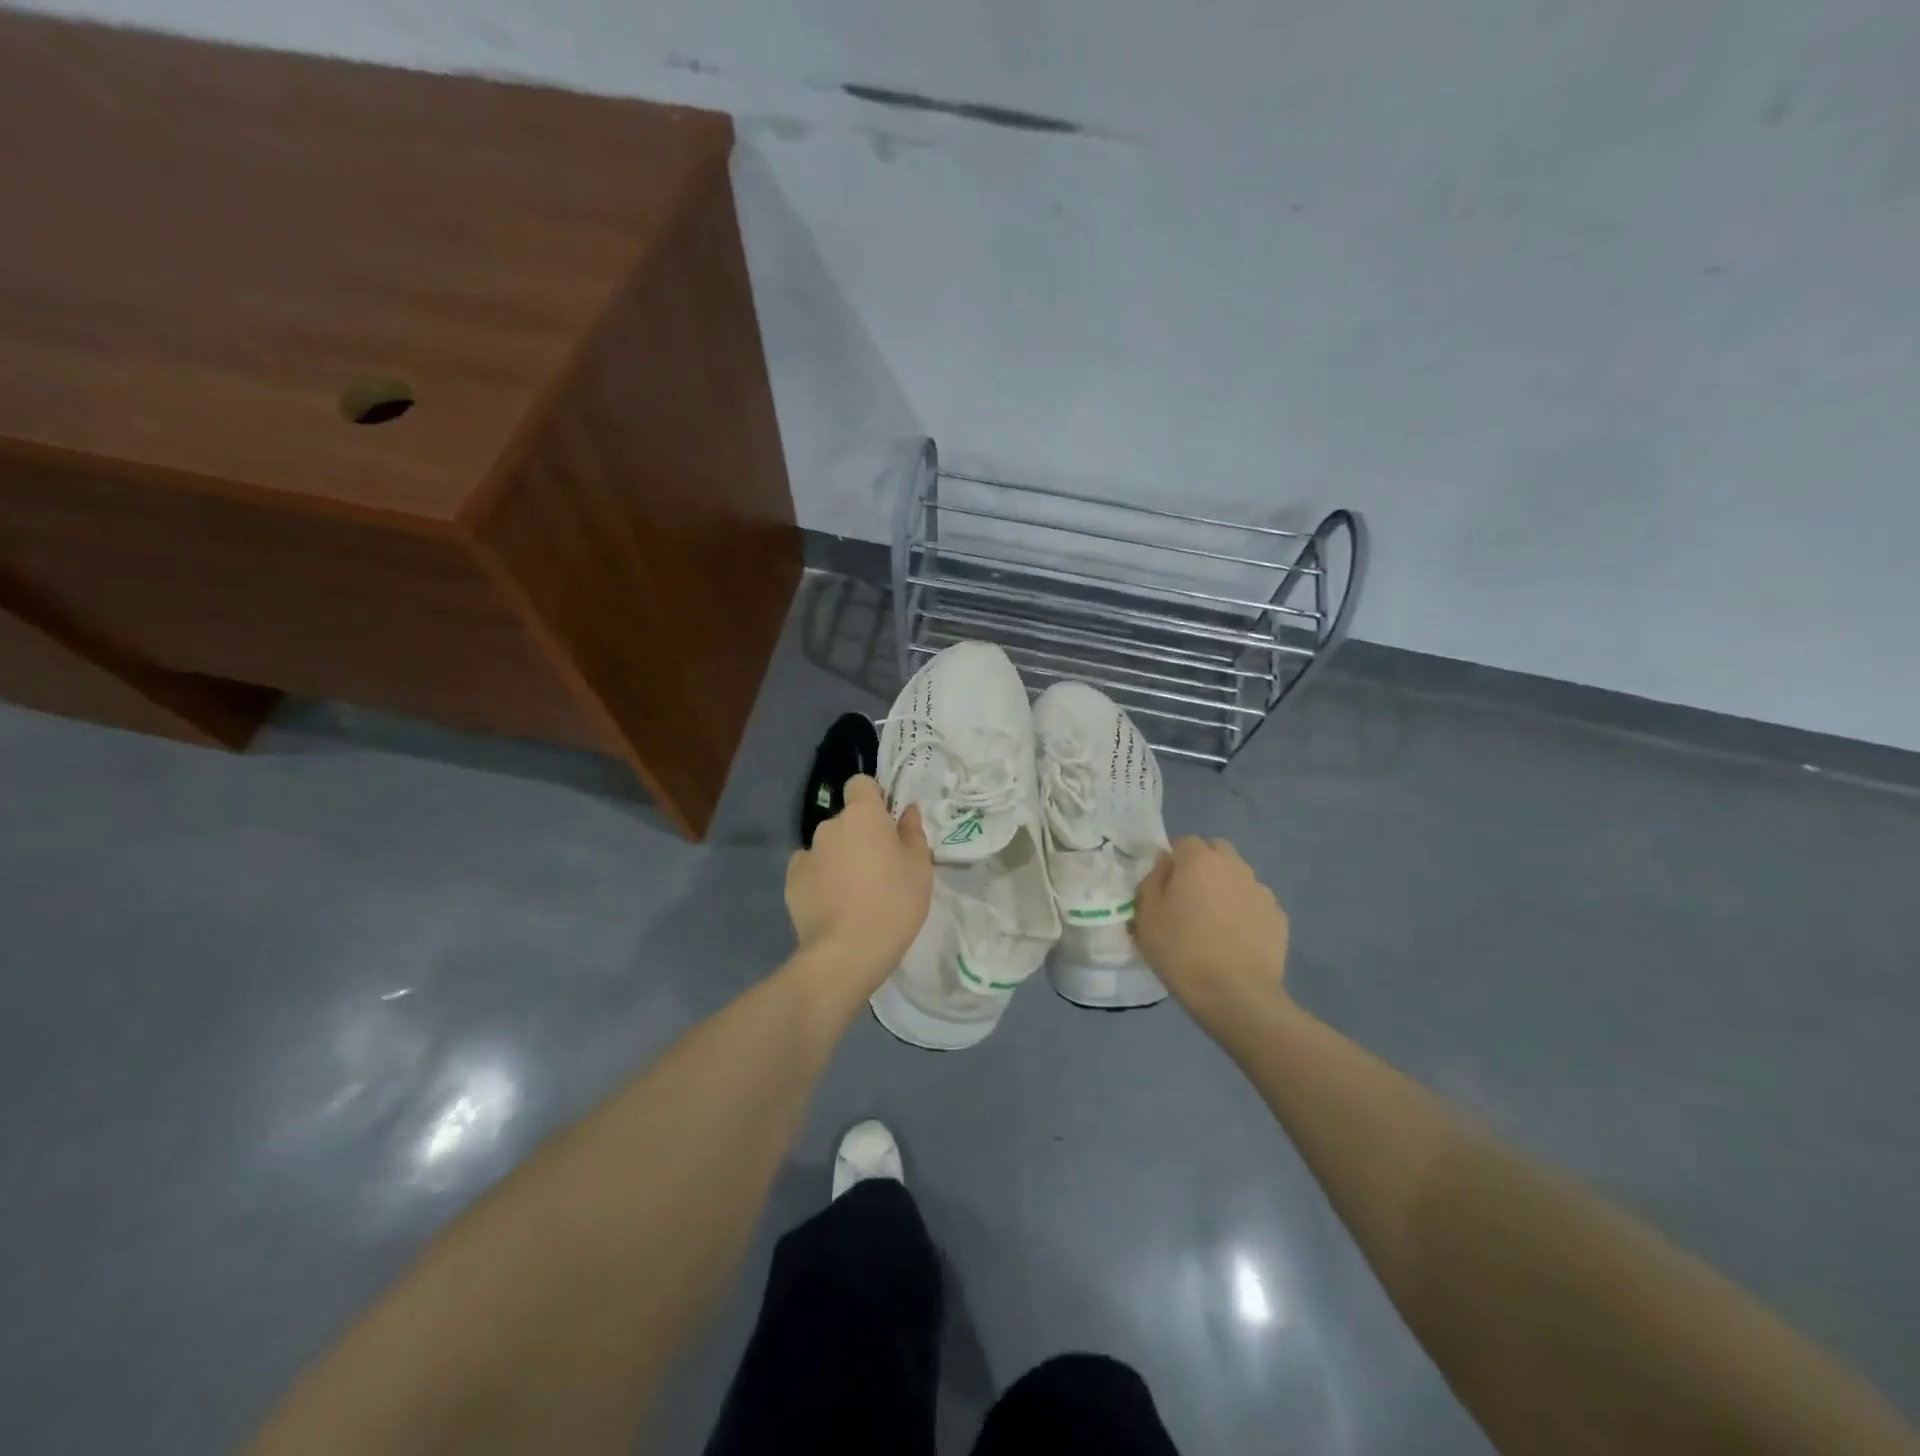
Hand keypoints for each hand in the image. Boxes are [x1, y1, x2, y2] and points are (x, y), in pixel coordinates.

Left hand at [785, 776, 933, 992]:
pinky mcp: (791, 882)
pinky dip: (821, 880)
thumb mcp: (919, 868)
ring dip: (840, 858)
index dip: (873, 798)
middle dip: (859, 835)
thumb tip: (906, 811)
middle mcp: (829, 826)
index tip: (886, 822)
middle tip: (879, 867)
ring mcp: (806, 854)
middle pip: (846, 820)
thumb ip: (912, 832)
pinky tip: (834, 905)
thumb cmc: (893, 903)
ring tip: (855, 892)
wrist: (847, 953)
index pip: (860, 784)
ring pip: (828, 847)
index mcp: (862, 815)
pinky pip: (811, 870)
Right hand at [1133, 837, 1289, 1013]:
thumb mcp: (1146, 916)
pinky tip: (1235, 940)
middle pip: (1216, 853)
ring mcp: (1261, 891)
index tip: (1163, 886)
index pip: (1183, 842)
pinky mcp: (1279, 918)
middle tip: (1189, 898)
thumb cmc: (1181, 951)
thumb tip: (1165, 864)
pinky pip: (1255, 904)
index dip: (1172, 861)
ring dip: (1225, 889)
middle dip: (1203, 867)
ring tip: (1213, 923)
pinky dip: (1244, 913)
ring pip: (1238, 878)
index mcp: (1199, 860)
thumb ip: (1152, 881)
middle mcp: (1234, 866)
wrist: (1236, 995)